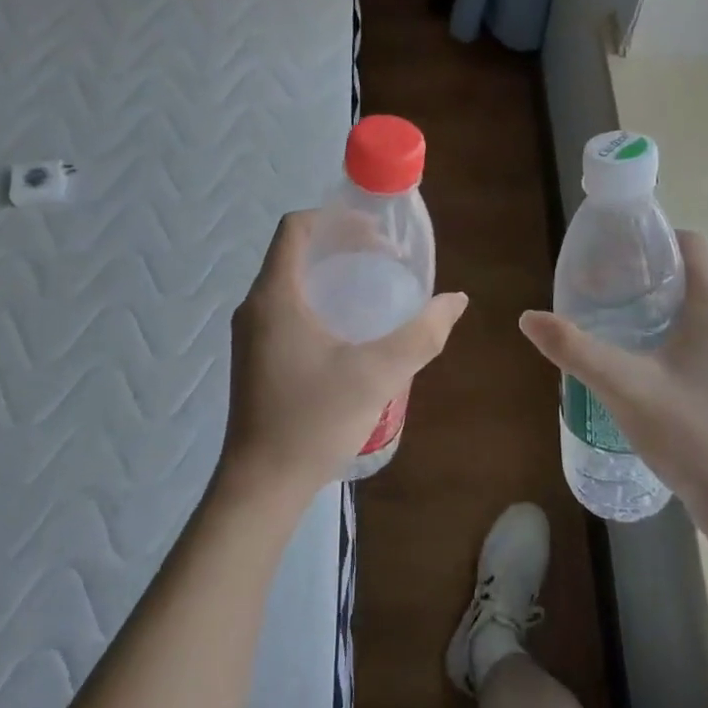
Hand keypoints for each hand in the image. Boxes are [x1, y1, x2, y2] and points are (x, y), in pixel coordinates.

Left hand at [220, 211, 467, 506]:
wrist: (262, 486)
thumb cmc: (314, 421)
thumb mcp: (377, 374)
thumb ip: (422, 334)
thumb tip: (455, 300)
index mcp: (275, 296)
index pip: (296, 228)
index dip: (337, 220)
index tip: (377, 236)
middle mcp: (256, 307)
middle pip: (297, 253)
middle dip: (343, 248)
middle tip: (387, 264)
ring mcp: (252, 335)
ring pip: (293, 283)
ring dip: (333, 277)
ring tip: (376, 294)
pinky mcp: (256, 358)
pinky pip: (288, 310)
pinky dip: (321, 304)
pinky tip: (352, 333)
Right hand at [519, 231, 707, 510]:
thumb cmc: (688, 431)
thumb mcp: (623, 385)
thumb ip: (575, 349)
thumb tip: (529, 318)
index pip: (691, 245)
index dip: (653, 236)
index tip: (612, 248)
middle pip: (687, 273)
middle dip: (643, 269)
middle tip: (597, 281)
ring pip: (689, 306)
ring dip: (651, 301)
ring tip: (606, 313)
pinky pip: (692, 334)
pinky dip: (661, 328)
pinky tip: (630, 354)